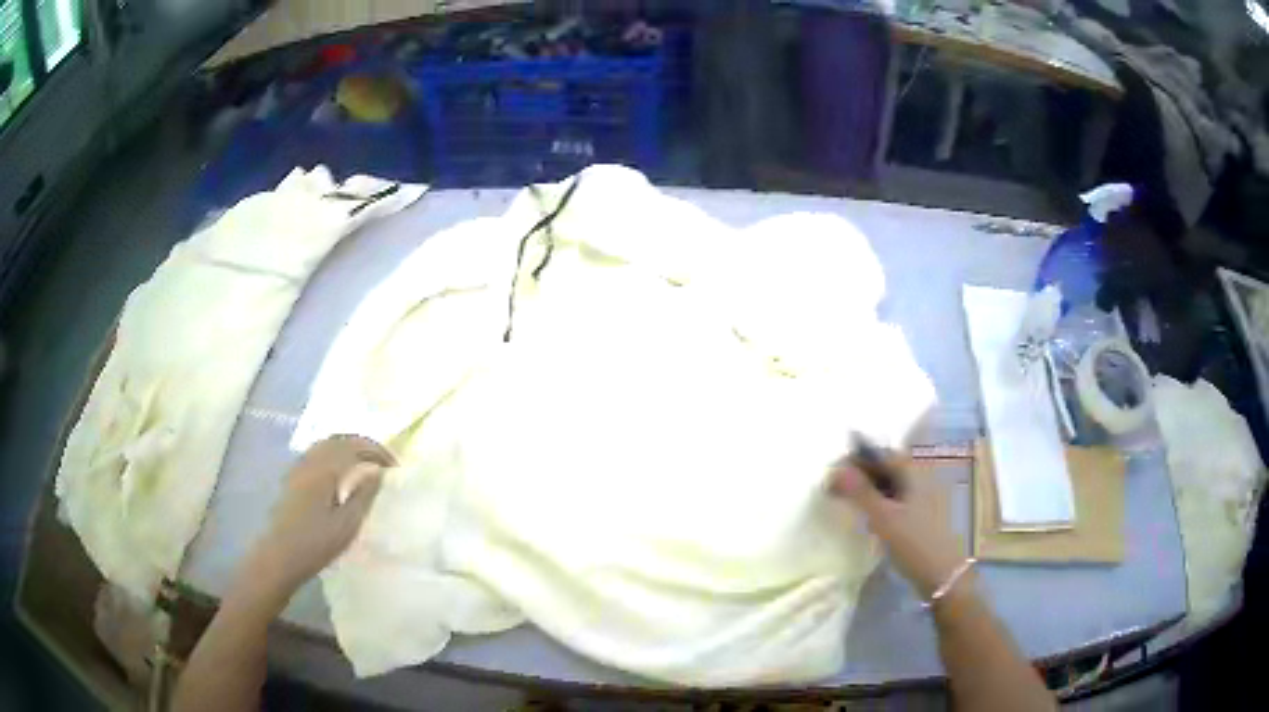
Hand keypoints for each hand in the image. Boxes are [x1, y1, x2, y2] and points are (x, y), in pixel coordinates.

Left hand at [250, 436, 394, 594]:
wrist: (279, 555)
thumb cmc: (316, 544)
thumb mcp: (347, 524)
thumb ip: (364, 495)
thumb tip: (378, 472)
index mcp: (325, 469)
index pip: (355, 447)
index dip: (377, 451)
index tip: (395, 466)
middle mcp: (310, 461)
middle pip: (339, 439)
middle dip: (363, 445)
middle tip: (383, 461)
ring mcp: (299, 467)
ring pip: (326, 444)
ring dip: (348, 447)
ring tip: (364, 464)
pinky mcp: (293, 477)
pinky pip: (316, 453)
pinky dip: (334, 454)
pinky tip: (340, 473)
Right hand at [829, 455, 964, 598]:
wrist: (943, 575)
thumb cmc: (914, 543)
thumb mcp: (883, 518)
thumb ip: (860, 492)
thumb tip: (835, 469)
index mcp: (914, 470)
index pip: (880, 453)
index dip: (855, 460)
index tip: (832, 475)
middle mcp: (921, 475)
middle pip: (886, 466)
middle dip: (860, 474)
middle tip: (835, 489)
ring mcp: (925, 494)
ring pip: (892, 483)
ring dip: (869, 488)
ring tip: (847, 502)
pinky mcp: (924, 512)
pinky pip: (898, 497)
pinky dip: (881, 500)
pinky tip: (869, 515)